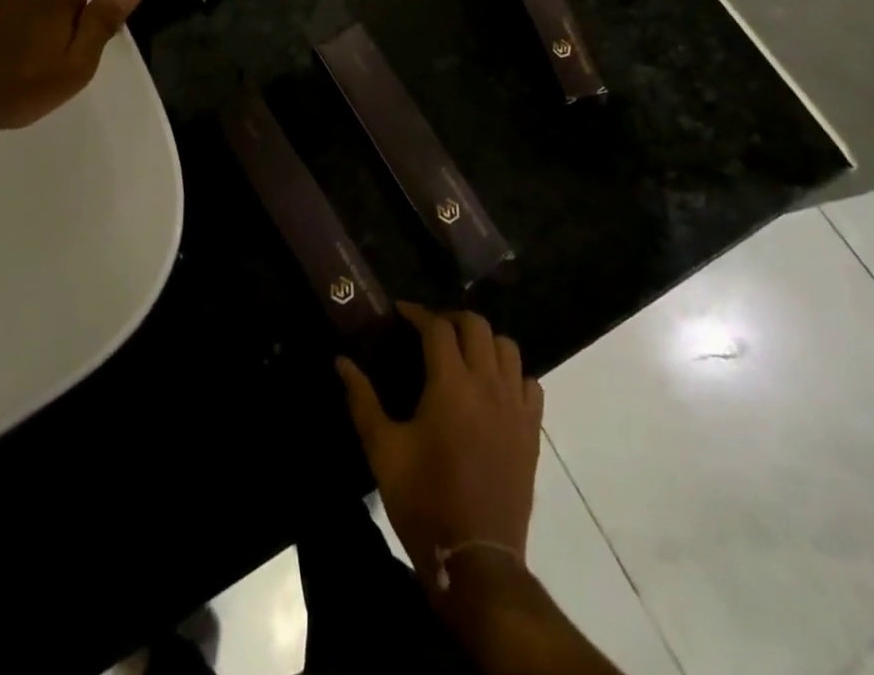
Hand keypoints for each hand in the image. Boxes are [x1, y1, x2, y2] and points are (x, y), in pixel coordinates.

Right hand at [337, 304, 543, 589]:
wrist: (475, 560)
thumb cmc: (424, 500)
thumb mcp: (383, 449)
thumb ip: (362, 399)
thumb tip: (341, 361)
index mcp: (451, 384)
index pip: (437, 327)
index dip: (417, 313)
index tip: (400, 312)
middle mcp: (487, 384)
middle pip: (477, 326)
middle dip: (452, 319)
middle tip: (429, 330)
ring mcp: (515, 407)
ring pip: (508, 348)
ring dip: (484, 341)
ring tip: (463, 354)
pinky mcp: (532, 432)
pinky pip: (530, 384)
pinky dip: (512, 374)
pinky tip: (494, 387)